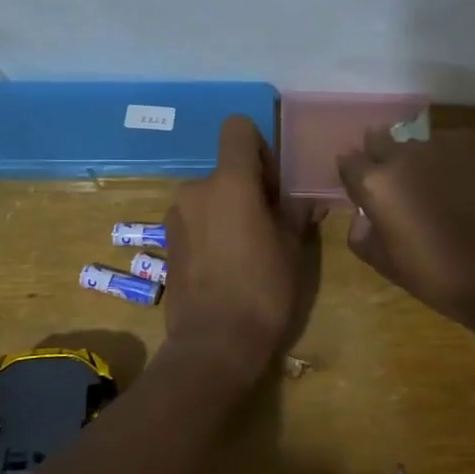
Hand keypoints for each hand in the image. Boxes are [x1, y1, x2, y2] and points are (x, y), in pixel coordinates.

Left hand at [162, 117, 320, 390]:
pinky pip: (196, 218)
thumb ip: (297, 212)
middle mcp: (197, 189)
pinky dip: (211, 228)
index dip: (259, 146)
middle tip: (269, 223)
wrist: (213, 345)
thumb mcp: (292, 249)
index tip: (273, 182)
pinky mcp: (167, 240)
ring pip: (211, 195)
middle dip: (248, 186)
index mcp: (230, 182)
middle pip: (226, 167)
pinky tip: (225, 264)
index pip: (237, 129)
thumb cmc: (263, 290)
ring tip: (246, 249)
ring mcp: (176, 215)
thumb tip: (307, 197)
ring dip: (228, 209)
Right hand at [337, 124, 474, 329]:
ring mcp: (442, 146)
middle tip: (394, 181)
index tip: (360, 187)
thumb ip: (363, 236)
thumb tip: (362, 217)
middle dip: (380, 155)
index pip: (349, 162)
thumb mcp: (387, 266)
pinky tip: (463, 181)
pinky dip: (451, 159)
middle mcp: (404, 155)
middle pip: (380, 140)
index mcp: (376, 184)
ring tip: (433, 183)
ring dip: (418, 159)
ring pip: (418, 143)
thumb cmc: (438, 276)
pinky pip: (453, 145)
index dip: (353, 174)